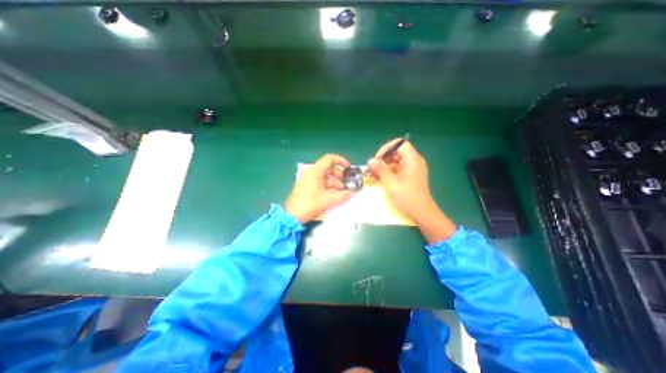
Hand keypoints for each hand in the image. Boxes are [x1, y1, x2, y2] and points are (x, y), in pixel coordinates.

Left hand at [284, 153, 352, 222]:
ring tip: (342, 192)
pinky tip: (335, 195)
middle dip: (339, 175)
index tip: (349, 168)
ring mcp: (308, 180)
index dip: (341, 161)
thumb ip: (342, 196)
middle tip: (346, 183)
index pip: (330, 159)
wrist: (292, 216)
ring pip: (325, 177)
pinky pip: (320, 183)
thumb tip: (351, 193)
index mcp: (315, 171)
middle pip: (328, 168)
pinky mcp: (307, 187)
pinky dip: (328, 187)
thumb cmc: (310, 205)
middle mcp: (311, 173)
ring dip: (335, 183)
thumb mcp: (328, 200)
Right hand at [363, 137, 457, 241]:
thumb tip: (370, 160)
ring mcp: (411, 169)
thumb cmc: (407, 196)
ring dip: (382, 168)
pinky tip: (377, 179)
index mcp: (412, 159)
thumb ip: (380, 169)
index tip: (377, 158)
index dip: (386, 148)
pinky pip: (396, 170)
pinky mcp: (409, 176)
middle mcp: (413, 161)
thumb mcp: (391, 182)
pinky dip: (387, 173)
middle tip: (371, 169)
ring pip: (394, 162)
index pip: (399, 144)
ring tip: (371, 175)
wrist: (421, 212)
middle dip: (382, 160)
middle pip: (395, 153)